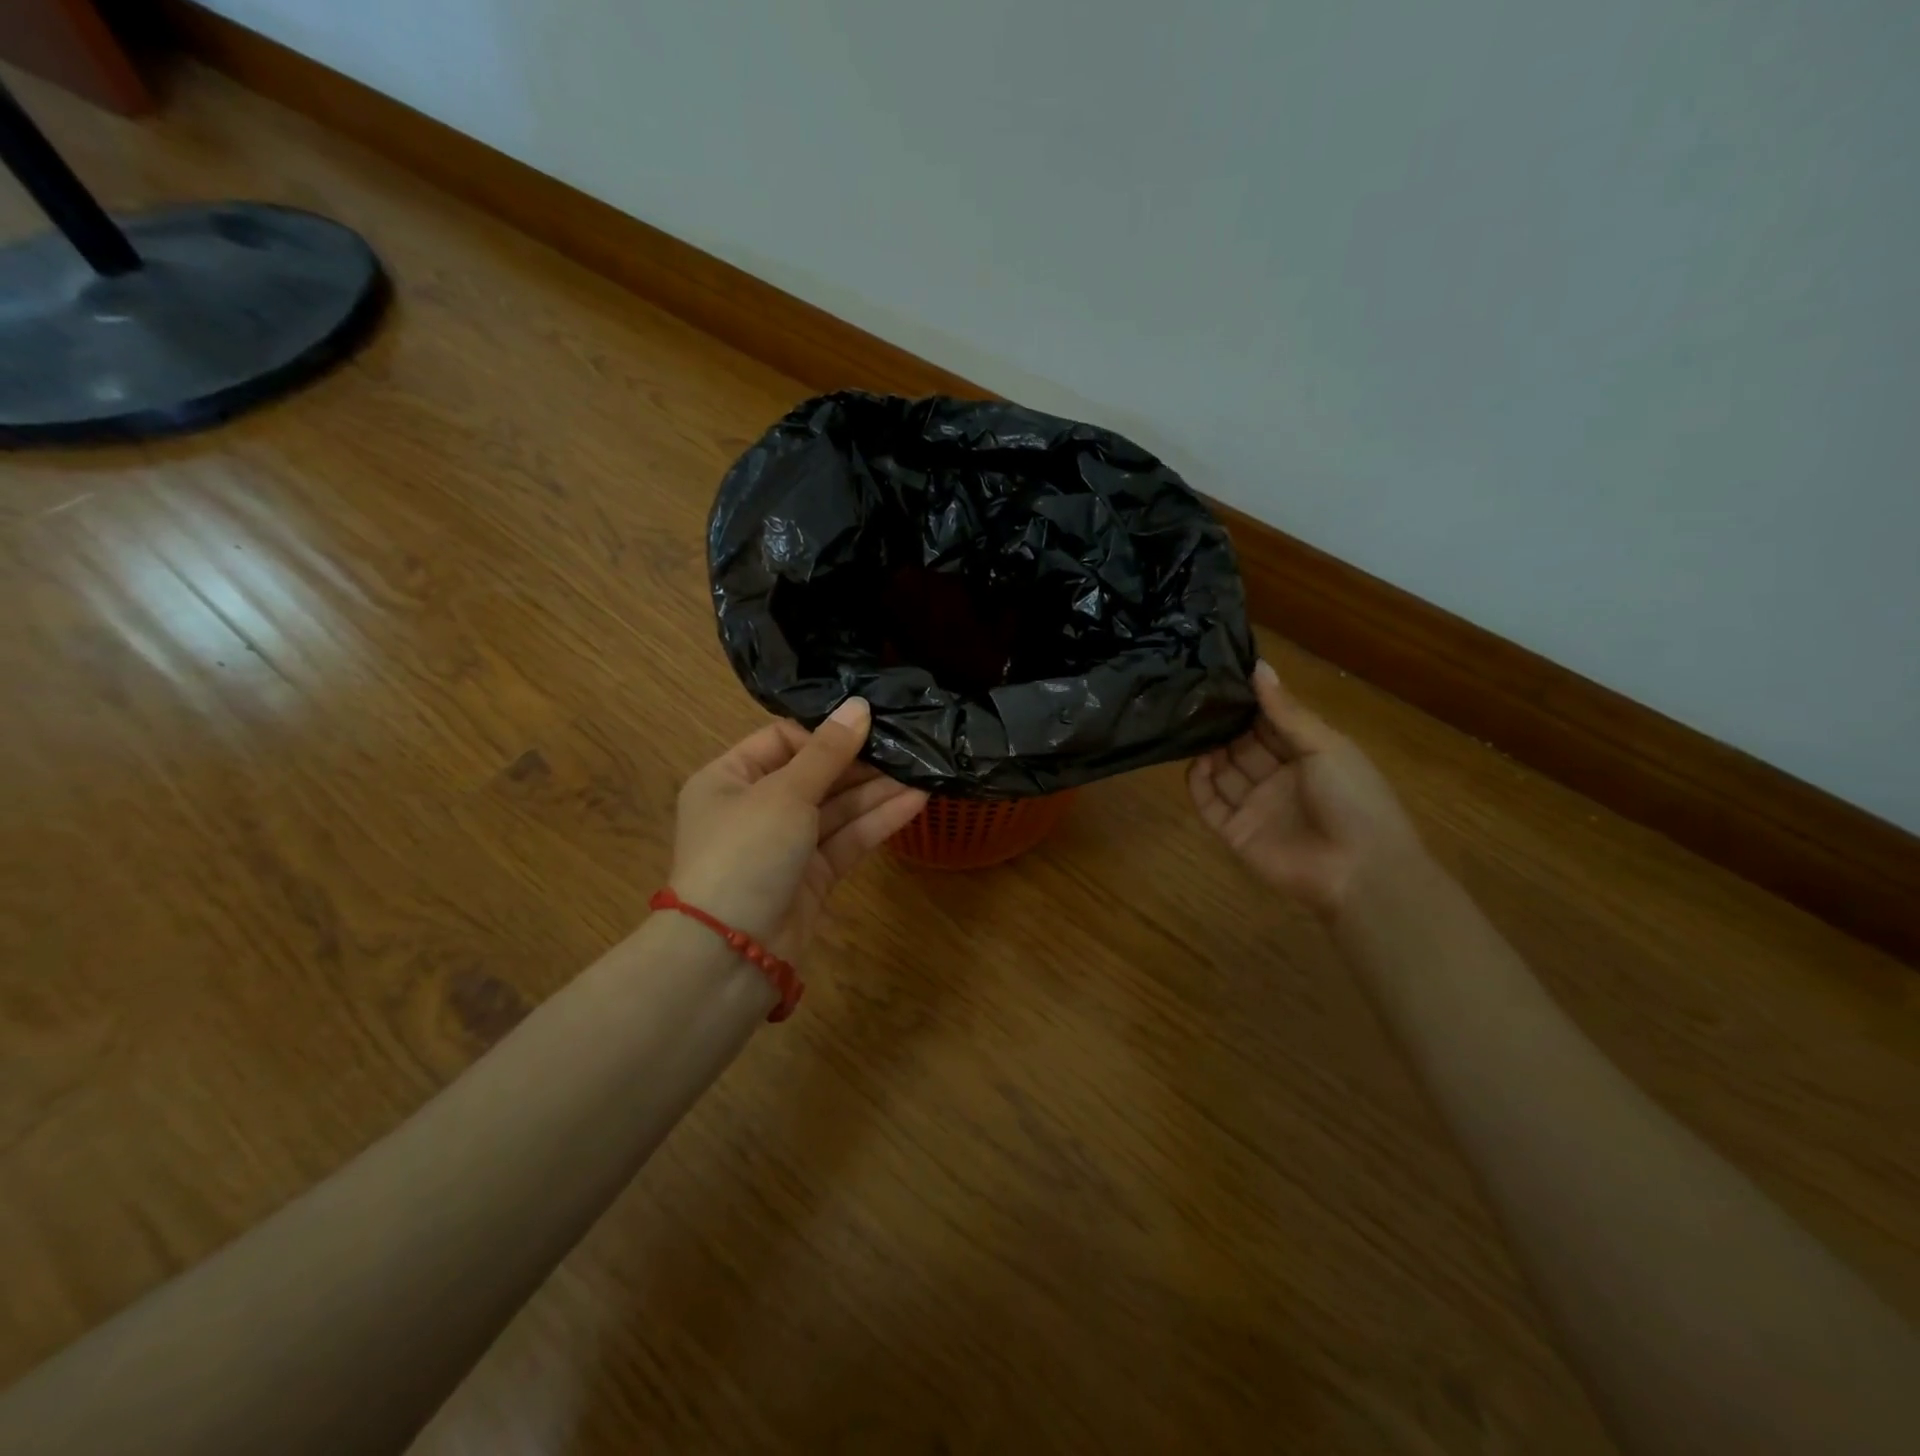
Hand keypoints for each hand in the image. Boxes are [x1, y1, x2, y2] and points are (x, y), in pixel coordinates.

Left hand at [669, 699, 928, 959]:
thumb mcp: (785, 793)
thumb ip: (827, 752)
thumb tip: (859, 705)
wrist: (731, 954)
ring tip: (924, 768)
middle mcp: (756, 807)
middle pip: (815, 774)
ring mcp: (785, 844)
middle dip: (860, 761)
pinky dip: (877, 821)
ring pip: (836, 808)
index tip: (869, 721)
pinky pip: (847, 839)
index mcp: (730, 779)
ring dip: (876, 790)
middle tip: (908, 742)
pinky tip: (915, 801)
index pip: (783, 740)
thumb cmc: (746, 853)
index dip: (825, 732)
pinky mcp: (812, 876)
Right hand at [1188, 660, 1425, 919]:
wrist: (1360, 871)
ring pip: (1223, 772)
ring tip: (1189, 725)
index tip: (1220, 675)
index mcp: (1307, 756)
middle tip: (1194, 696)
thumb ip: (1286, 711)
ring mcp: (1256, 807)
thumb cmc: (1353, 799)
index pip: (1269, 723)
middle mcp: (1278, 779)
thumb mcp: (1324, 746)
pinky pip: (1211, 805)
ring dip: (1209, 750)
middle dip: (1223, 724)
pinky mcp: (1236, 833)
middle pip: (1242, 745)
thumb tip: (1258, 666)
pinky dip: (1199, 784)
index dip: (1248, 702)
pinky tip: (1193, 763)